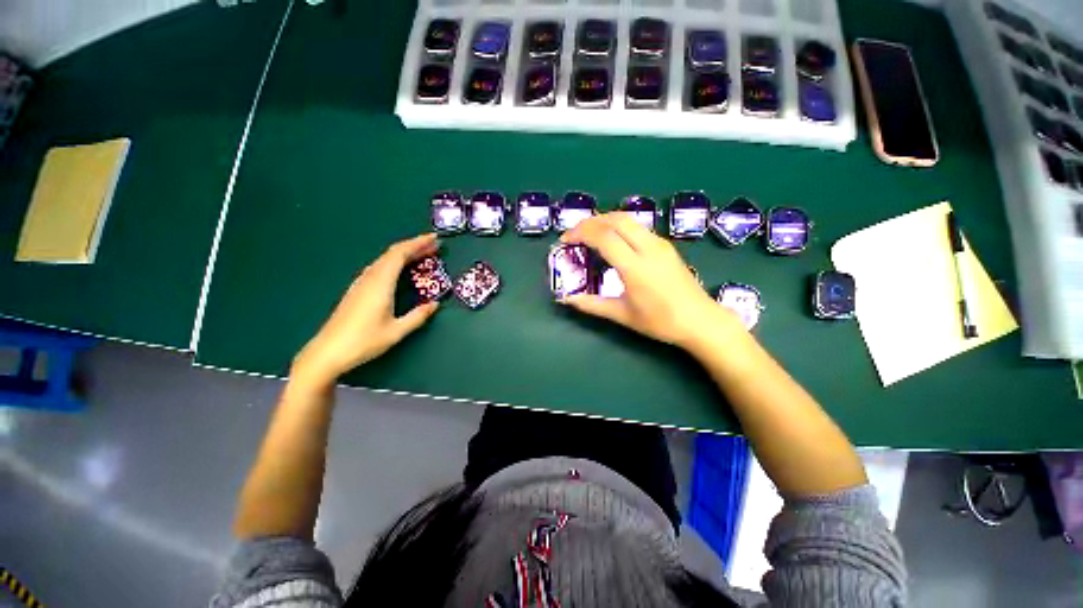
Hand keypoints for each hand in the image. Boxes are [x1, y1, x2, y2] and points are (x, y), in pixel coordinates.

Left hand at [291, 234, 440, 387]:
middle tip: (434, 247)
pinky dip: (395, 263)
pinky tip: (401, 271)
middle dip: (414, 247)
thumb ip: (418, 316)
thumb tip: (435, 304)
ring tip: (422, 256)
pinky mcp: (357, 290)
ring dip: (404, 254)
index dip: (418, 243)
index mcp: (380, 284)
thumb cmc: (363, 341)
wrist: (327, 352)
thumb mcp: (397, 331)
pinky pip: (379, 268)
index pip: (399, 254)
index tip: (434, 238)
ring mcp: (361, 283)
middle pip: (392, 254)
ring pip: (385, 260)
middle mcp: (369, 278)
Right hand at [560, 213, 743, 350]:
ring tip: (589, 232)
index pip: (604, 237)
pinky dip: (619, 226)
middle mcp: (648, 248)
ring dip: (605, 220)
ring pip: (629, 219)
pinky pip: (638, 227)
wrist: (701, 321)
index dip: (581, 233)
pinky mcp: (666, 245)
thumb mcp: (623, 315)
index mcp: (635, 267)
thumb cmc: (661, 321)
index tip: (565, 239)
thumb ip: (592, 305)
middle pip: (616, 220)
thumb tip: (567, 300)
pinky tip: (612, 239)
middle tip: (574, 232)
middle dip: (591, 221)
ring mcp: (660, 244)